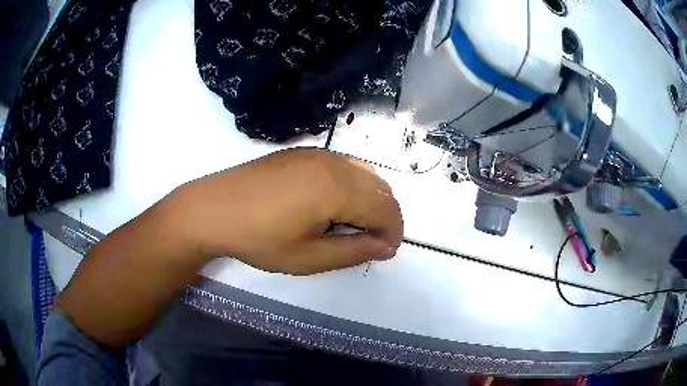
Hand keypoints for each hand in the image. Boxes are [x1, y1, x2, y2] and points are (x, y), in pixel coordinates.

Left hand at [174, 147, 403, 274]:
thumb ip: (353, 251)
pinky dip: (352, 183)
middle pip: (380, 187)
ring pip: (364, 172)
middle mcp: (333, 163)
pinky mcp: (302, 151)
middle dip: (385, 216)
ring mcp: (317, 153)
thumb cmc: (259, 239)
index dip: (393, 231)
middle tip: (370, 241)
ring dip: (370, 198)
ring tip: (353, 224)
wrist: (213, 209)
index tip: (385, 251)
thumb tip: (386, 247)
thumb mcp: (308, 257)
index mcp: (338, 189)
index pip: (385, 208)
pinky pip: (343, 163)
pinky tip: (333, 202)